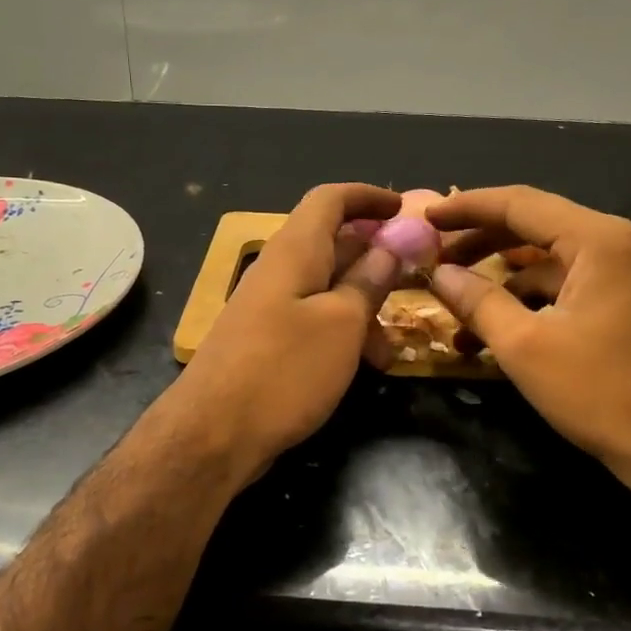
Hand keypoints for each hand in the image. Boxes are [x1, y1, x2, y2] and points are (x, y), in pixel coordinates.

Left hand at [173, 183, 402, 479]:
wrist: (214, 433)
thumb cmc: (284, 370)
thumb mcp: (341, 324)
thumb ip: (367, 282)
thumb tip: (388, 247)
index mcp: (295, 251)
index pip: (330, 199)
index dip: (368, 197)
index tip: (404, 210)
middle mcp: (280, 271)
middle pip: (332, 243)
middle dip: (376, 257)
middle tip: (415, 277)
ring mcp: (270, 308)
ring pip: (327, 289)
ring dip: (364, 306)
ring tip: (392, 345)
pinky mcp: (267, 342)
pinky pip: (314, 321)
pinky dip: (343, 333)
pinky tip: (365, 364)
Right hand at [426, 185, 630, 491]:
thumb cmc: (602, 392)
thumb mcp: (525, 346)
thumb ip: (477, 301)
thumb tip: (438, 274)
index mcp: (599, 240)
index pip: (520, 204)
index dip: (467, 208)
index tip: (425, 218)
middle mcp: (619, 245)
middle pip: (535, 227)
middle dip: (480, 242)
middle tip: (434, 257)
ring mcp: (629, 275)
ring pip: (550, 262)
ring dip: (503, 282)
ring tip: (456, 307)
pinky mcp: (630, 304)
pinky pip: (569, 288)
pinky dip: (531, 303)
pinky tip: (496, 334)